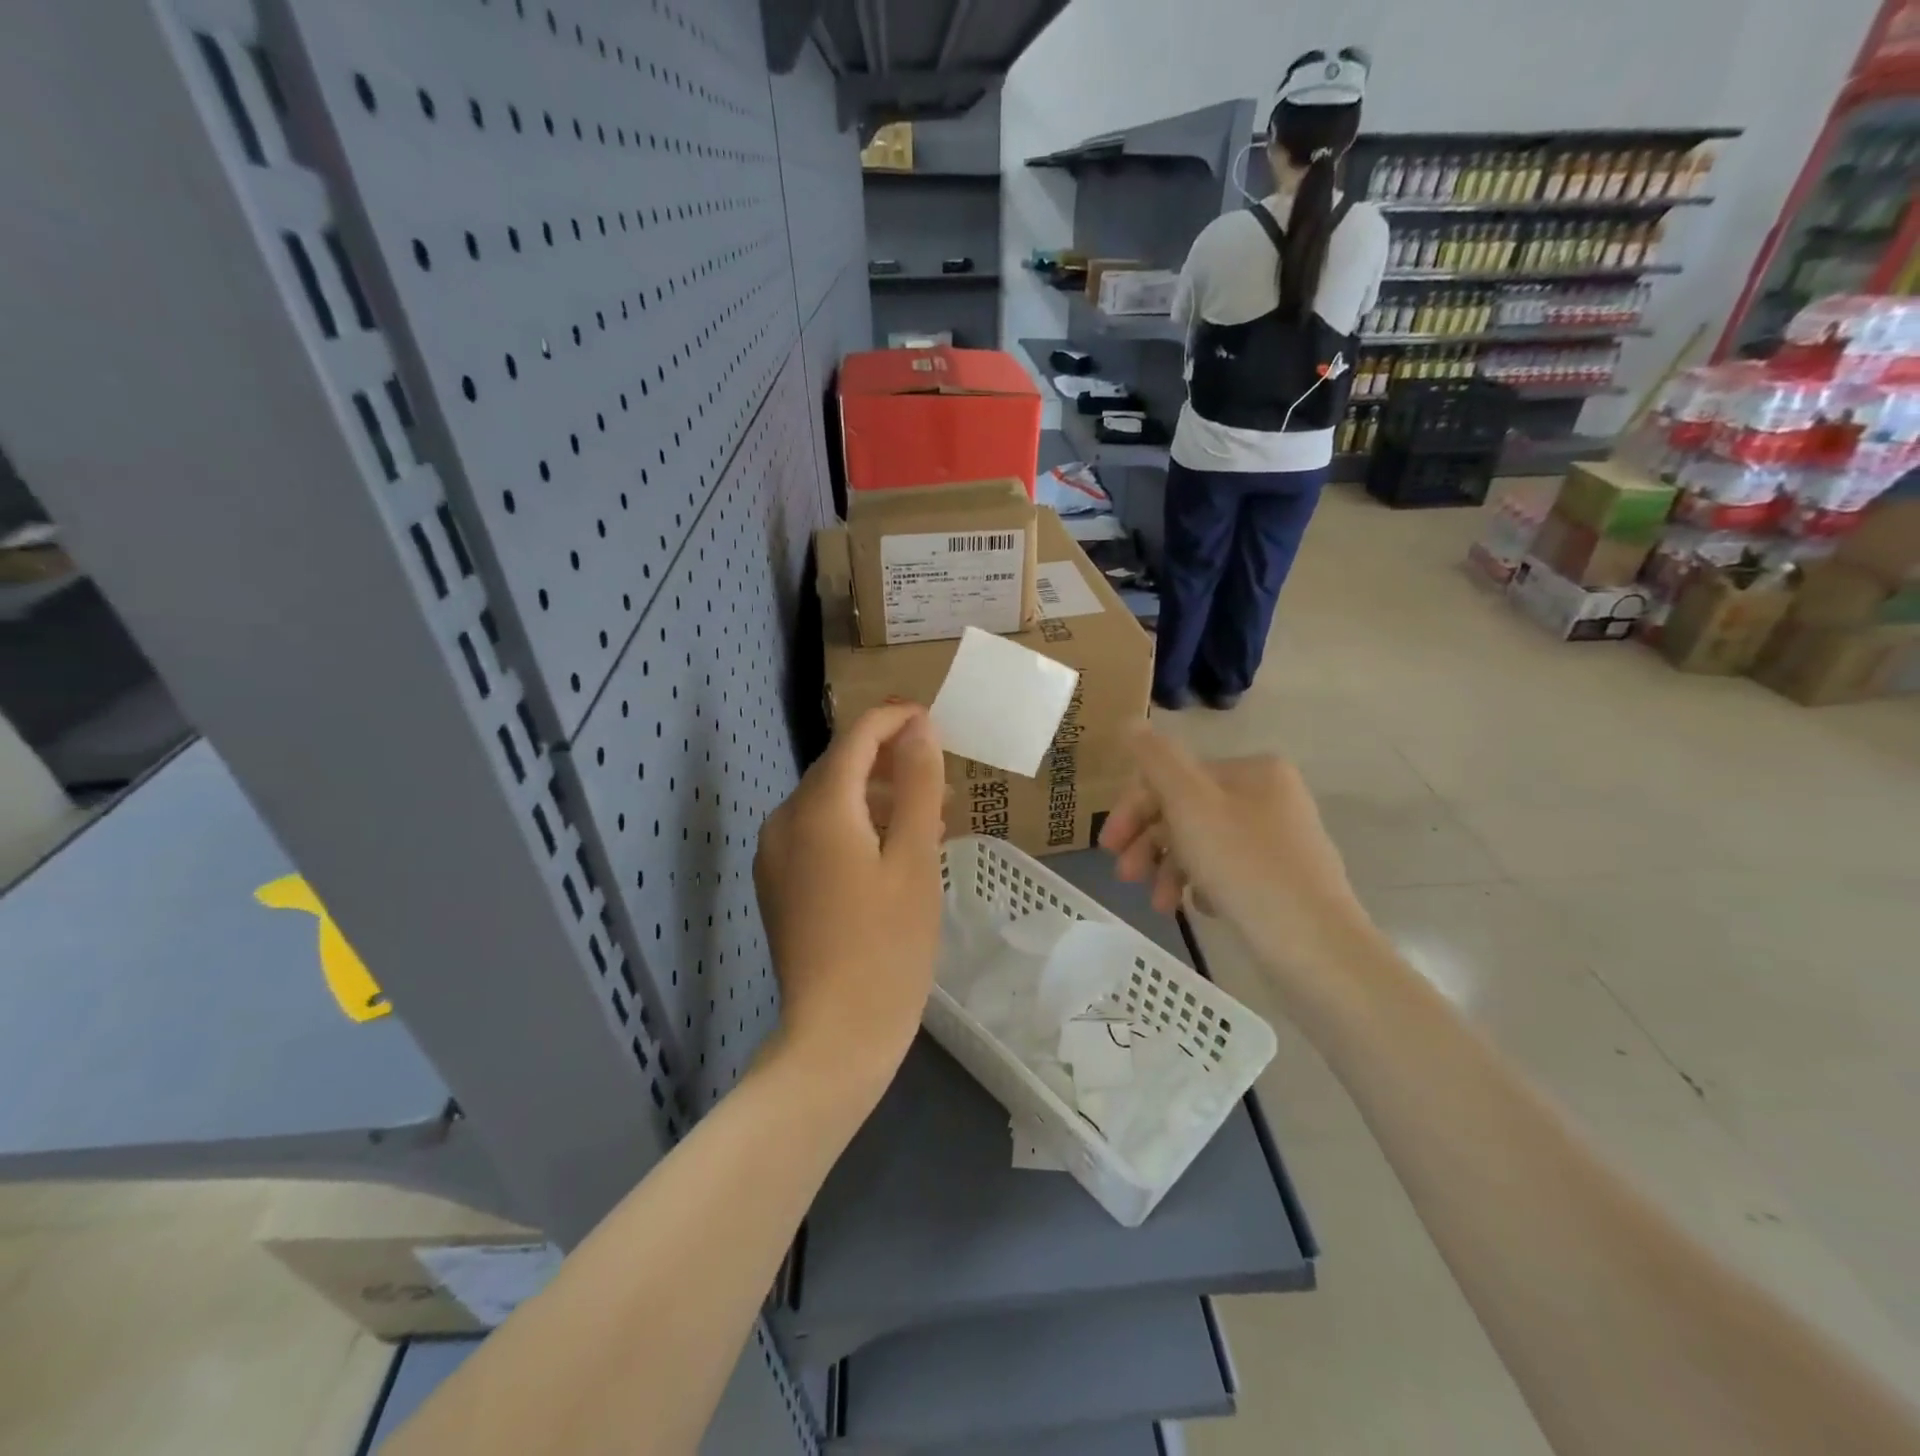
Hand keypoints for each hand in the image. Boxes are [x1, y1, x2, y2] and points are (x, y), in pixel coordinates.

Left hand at [755, 704, 946, 1089]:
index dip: (894, 719)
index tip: (933, 718)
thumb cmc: (888, 946)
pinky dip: (855, 826)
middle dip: (889, 760)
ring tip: (927, 814)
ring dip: (876, 796)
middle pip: (839, 767)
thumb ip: (916, 784)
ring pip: (829, 801)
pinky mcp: (778, 882)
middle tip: (940, 773)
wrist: (835, 1036)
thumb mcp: (915, 858)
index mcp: (818, 808)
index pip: (855, 738)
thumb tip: (918, 726)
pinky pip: (818, 832)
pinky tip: (890, 849)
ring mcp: (775, 854)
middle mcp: (784, 820)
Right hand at [1100, 728, 1379, 1010]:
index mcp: (1252, 771)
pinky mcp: (1282, 880)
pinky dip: (1202, 886)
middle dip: (1150, 843)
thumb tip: (1131, 722)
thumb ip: (1156, 760)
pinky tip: (1196, 908)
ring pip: (1204, 844)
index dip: (1134, 808)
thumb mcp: (1191, 804)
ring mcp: (1279, 840)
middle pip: (1188, 811)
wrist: (1316, 946)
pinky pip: (1227, 872)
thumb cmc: (1245, 866)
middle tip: (1125, 876)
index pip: (1174, 778)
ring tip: (1159, 905)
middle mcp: (1270, 797)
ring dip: (1170, 869)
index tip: (1108, 845)